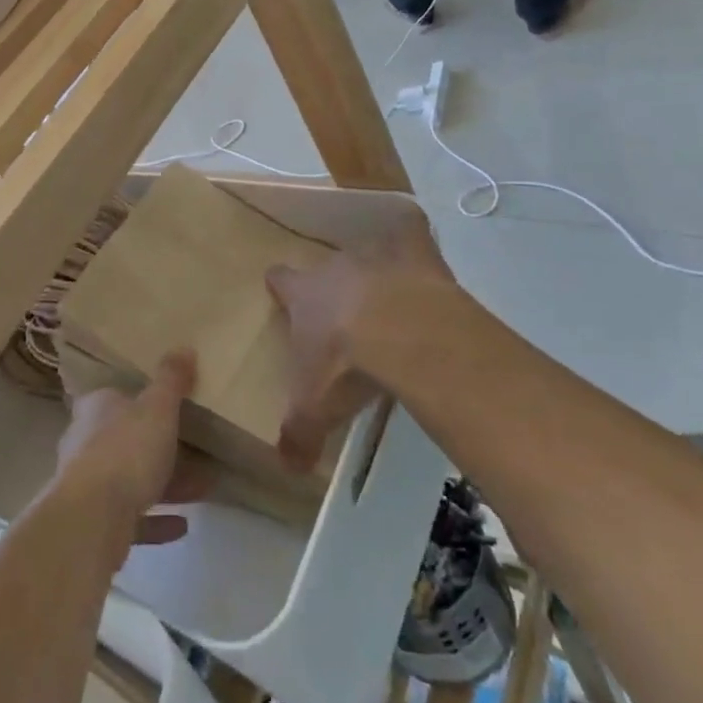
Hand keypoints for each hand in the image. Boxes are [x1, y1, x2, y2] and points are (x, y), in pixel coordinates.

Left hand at [55, 351, 213, 548]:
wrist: (91, 519)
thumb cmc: (126, 451)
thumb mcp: (158, 408)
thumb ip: (171, 380)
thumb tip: (184, 346)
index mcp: (97, 408)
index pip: (116, 395)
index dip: (141, 398)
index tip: (170, 405)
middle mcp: (86, 441)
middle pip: (127, 438)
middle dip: (160, 445)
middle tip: (197, 448)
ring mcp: (88, 483)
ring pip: (131, 477)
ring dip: (165, 482)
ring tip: (203, 485)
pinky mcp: (96, 521)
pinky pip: (132, 517)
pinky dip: (156, 520)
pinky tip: (182, 525)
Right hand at [265, 213, 457, 469]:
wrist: (401, 332)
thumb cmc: (345, 364)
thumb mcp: (317, 407)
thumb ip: (298, 434)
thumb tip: (286, 468)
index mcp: (303, 294)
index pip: (281, 279)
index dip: (282, 287)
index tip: (283, 293)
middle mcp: (334, 268)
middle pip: (327, 269)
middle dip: (333, 286)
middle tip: (345, 313)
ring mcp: (375, 256)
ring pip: (367, 254)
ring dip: (375, 272)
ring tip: (388, 296)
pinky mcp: (415, 251)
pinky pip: (412, 234)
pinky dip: (415, 242)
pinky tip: (422, 256)